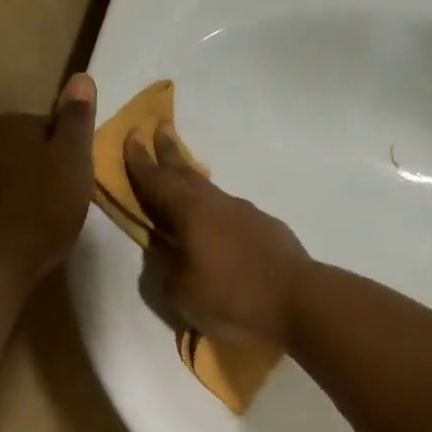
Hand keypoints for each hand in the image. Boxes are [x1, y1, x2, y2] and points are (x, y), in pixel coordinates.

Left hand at [0, 74, 97, 286]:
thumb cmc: (41, 208)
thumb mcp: (72, 161)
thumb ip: (76, 121)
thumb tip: (81, 77)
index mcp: (12, 124)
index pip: (48, 125)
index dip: (67, 152)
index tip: (78, 178)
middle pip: (23, 149)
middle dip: (41, 169)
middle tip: (63, 200)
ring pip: (3, 174)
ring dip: (21, 189)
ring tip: (41, 220)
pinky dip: (3, 210)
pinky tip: (16, 233)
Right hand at [124, 126, 311, 344]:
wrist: (299, 301)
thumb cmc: (232, 297)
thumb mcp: (182, 291)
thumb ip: (166, 266)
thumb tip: (163, 249)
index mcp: (190, 213)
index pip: (157, 181)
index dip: (141, 161)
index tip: (132, 135)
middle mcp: (218, 204)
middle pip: (187, 173)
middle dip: (170, 152)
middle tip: (160, 129)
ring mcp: (247, 214)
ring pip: (211, 192)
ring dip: (194, 181)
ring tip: (184, 178)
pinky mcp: (268, 229)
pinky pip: (232, 213)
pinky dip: (216, 211)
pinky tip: (217, 224)